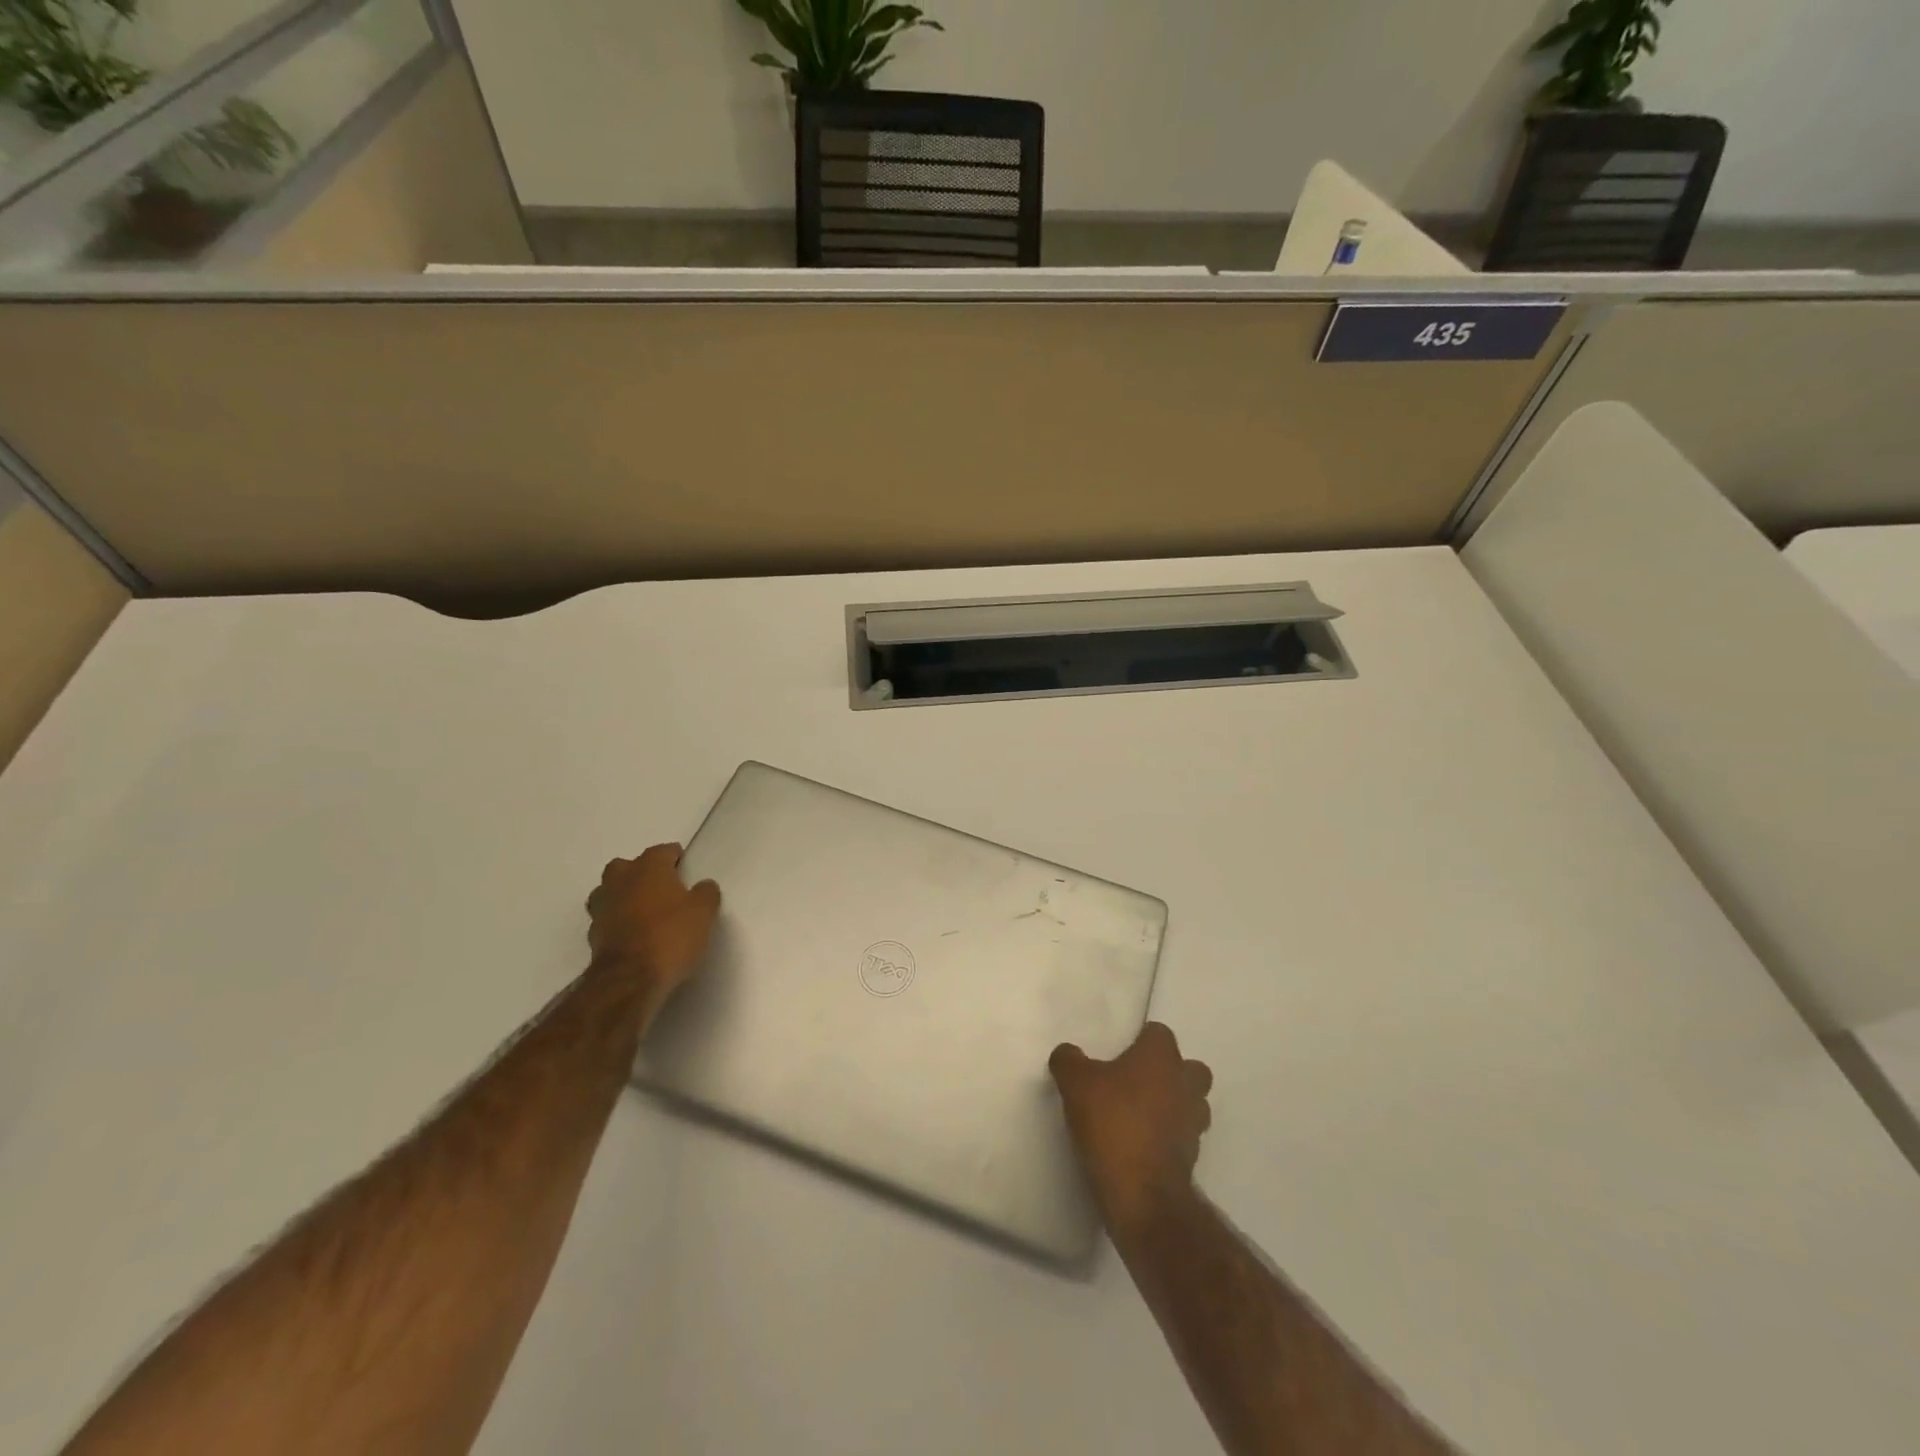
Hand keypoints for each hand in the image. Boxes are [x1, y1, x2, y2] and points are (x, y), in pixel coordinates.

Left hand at [586, 844, 720, 1002]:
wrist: (630, 979)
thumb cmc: (671, 935)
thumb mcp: (704, 912)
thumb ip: (706, 893)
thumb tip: (703, 886)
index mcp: (648, 868)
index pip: (662, 851)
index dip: (675, 857)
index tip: (685, 866)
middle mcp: (620, 881)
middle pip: (626, 866)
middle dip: (640, 872)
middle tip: (660, 887)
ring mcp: (602, 908)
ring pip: (609, 891)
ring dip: (623, 896)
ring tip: (643, 910)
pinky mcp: (593, 935)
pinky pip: (606, 918)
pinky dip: (617, 921)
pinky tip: (633, 934)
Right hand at [1050, 1022, 1212, 1232]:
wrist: (1142, 1194)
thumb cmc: (1113, 1123)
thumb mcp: (1075, 1083)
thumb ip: (1069, 1060)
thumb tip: (1068, 1053)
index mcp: (1161, 1057)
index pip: (1159, 1033)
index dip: (1140, 1040)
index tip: (1119, 1052)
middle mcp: (1185, 1083)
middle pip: (1188, 1068)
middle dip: (1169, 1072)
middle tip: (1135, 1082)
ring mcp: (1194, 1122)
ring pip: (1192, 1103)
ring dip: (1173, 1105)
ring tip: (1139, 1115)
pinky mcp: (1192, 1157)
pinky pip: (1183, 1135)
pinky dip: (1167, 1136)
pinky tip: (1140, 1144)